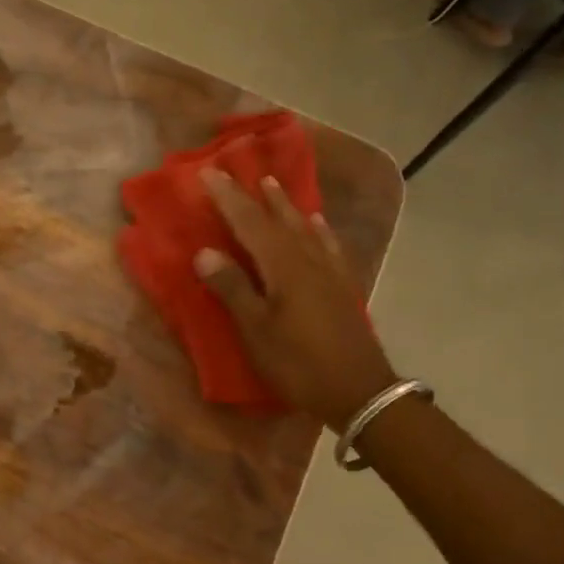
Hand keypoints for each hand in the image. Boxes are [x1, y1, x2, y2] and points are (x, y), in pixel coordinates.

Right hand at [195, 169, 399, 429]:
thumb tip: (204, 252)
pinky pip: (327, 245)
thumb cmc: (299, 364)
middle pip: (278, 218)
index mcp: (283, 267)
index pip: (249, 222)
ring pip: (304, 227)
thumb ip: (232, 289)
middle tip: (238, 171)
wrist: (360, 392)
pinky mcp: (343, 286)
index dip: (227, 198)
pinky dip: (317, 229)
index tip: (208, 173)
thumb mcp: (256, 331)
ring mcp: (330, 271)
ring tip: (272, 185)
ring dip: (285, 205)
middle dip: (255, 195)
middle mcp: (307, 259)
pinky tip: (316, 224)